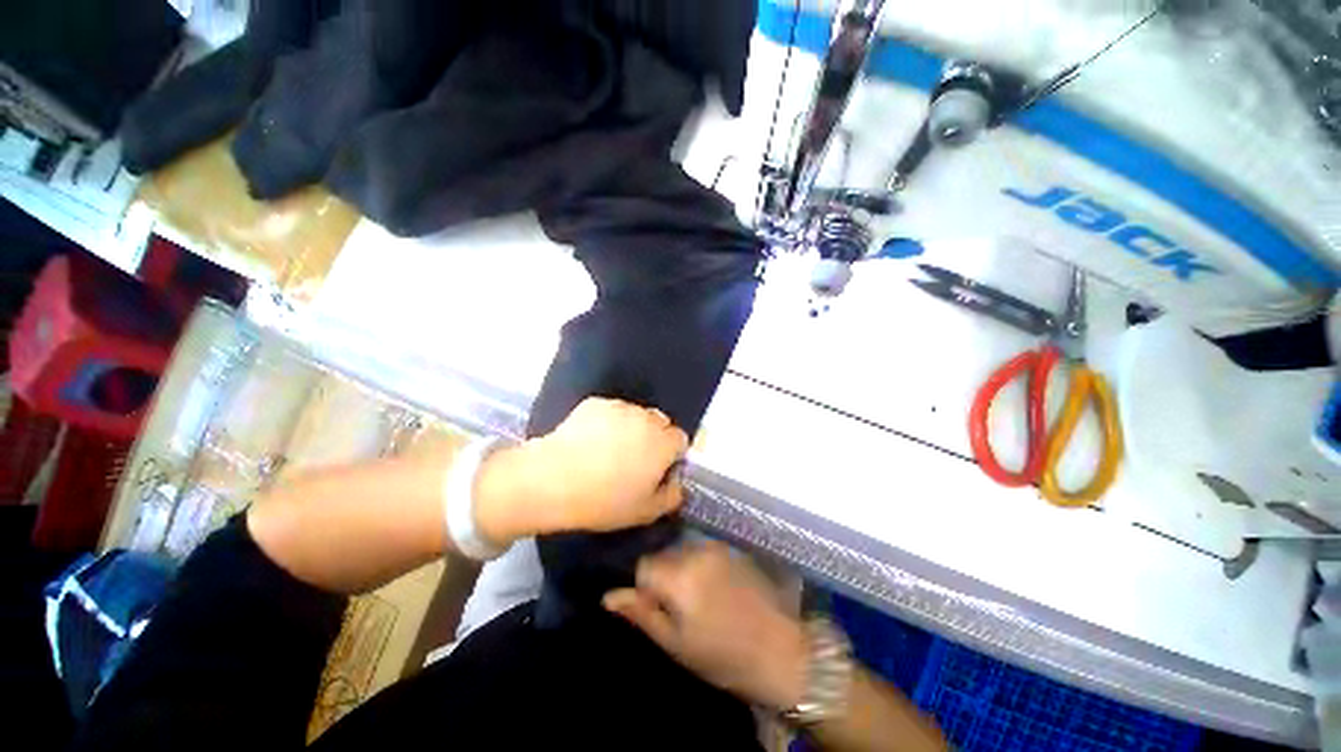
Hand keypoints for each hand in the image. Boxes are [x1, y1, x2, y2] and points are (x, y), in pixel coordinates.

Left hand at [474, 398, 688, 544]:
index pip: (680, 439)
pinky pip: (611, 411)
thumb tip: (677, 483)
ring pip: (635, 415)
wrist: (552, 480)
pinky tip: (589, 441)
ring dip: (631, 428)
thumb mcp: (646, 512)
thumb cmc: (604, 500)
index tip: (656, 470)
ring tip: (608, 450)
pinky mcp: (595, 403)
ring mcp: (619, 407)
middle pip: (660, 422)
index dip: (671, 455)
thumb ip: (672, 496)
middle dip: (654, 438)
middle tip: (633, 460)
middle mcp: (646, 418)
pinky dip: (607, 422)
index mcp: (663, 442)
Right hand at [603, 541, 808, 711]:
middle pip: (663, 554)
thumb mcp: (675, 643)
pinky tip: (712, 589)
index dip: (642, 586)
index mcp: (679, 575)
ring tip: (696, 599)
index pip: (643, 565)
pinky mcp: (731, 548)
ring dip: (680, 569)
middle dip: (661, 575)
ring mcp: (716, 547)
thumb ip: (641, 613)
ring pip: (681, 551)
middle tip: (675, 607)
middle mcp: (696, 551)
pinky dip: (698, 565)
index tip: (653, 606)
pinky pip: (701, 551)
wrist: (781, 649)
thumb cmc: (723, 656)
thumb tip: (609, 595)